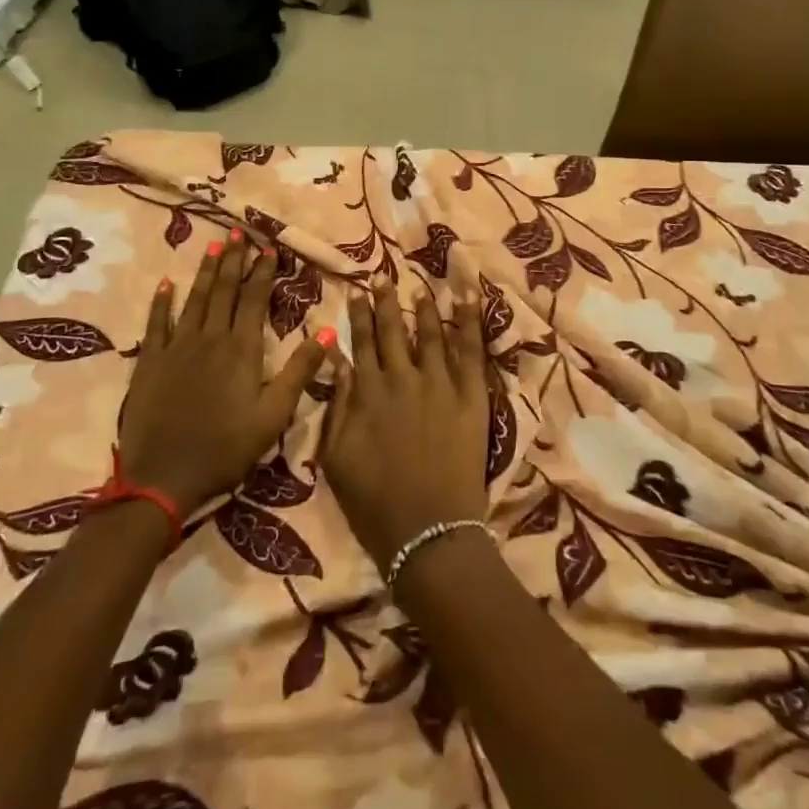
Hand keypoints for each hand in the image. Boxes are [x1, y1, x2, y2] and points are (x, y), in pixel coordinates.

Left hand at [120, 231, 330, 512]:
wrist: (162, 477)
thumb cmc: (226, 448)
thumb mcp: (274, 414)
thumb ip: (300, 370)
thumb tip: (327, 330)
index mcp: (242, 348)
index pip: (255, 299)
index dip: (263, 272)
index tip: (268, 248)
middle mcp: (210, 338)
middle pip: (224, 290)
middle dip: (234, 260)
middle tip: (238, 232)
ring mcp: (177, 347)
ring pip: (195, 299)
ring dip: (206, 271)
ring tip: (214, 246)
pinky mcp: (151, 362)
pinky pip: (157, 323)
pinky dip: (162, 302)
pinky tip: (166, 284)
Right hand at [321, 284, 489, 568]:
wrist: (428, 531)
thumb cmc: (374, 502)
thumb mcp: (337, 457)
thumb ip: (338, 405)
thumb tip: (337, 361)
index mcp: (369, 393)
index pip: (362, 343)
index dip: (359, 316)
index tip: (356, 291)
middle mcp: (403, 378)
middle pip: (393, 331)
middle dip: (386, 301)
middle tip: (383, 277)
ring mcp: (440, 384)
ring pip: (431, 334)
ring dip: (424, 307)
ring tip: (419, 286)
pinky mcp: (471, 397)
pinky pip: (472, 352)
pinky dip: (470, 322)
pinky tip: (468, 298)